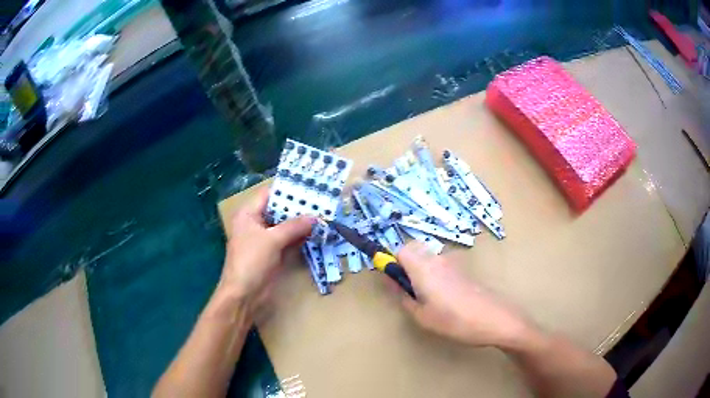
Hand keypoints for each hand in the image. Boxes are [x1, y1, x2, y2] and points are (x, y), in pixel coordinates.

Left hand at [217, 188, 315, 316]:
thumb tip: (315, 217)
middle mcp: (256, 224)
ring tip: (323, 213)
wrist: (244, 295)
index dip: (287, 190)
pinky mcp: (273, 254)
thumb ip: (294, 226)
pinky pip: (288, 240)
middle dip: (298, 207)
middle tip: (321, 200)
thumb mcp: (272, 240)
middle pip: (278, 210)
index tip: (308, 186)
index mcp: (248, 214)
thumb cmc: (251, 261)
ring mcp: (265, 240)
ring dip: (301, 223)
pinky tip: (317, 232)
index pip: (268, 195)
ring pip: (285, 226)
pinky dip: (300, 237)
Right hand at [396, 243, 534, 348]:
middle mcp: (437, 259)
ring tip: (427, 297)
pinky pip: (441, 265)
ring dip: (421, 268)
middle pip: (415, 249)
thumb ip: (403, 296)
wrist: (492, 319)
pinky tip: (445, 297)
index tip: (394, 279)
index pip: (401, 249)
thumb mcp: (421, 315)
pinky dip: (435, 274)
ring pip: (429, 257)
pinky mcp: (464, 270)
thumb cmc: (453, 320)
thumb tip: (392, 283)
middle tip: (409, 288)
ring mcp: (453, 263)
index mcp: (423, 267)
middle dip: (406, 263)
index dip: (393, 262)